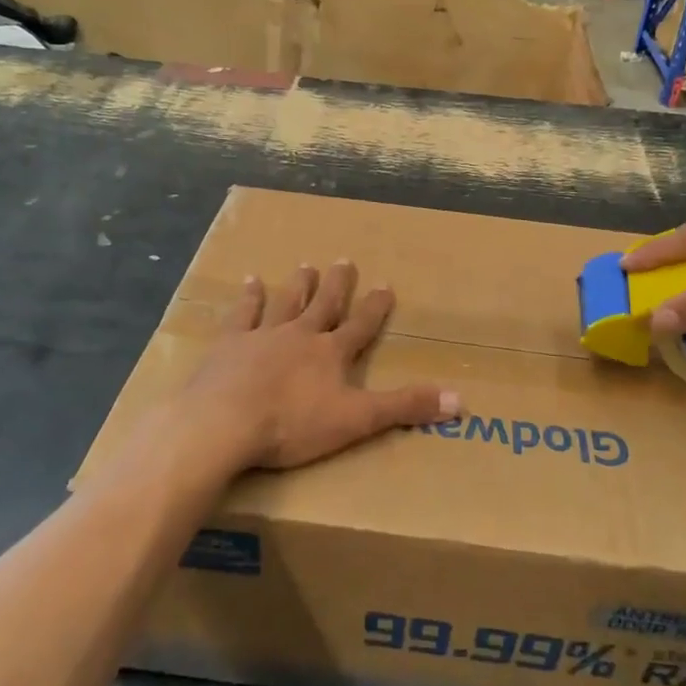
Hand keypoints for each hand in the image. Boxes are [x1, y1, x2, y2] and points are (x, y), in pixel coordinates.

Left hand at [174, 261, 459, 472]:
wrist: (224, 422)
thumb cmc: (292, 424)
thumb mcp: (357, 420)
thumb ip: (405, 407)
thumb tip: (460, 399)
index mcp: (331, 354)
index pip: (361, 326)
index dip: (375, 307)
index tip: (385, 285)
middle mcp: (300, 335)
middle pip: (323, 305)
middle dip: (337, 286)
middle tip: (344, 261)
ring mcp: (263, 336)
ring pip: (286, 303)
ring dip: (298, 285)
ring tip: (305, 265)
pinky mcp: (229, 345)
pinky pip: (242, 314)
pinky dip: (248, 298)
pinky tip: (250, 281)